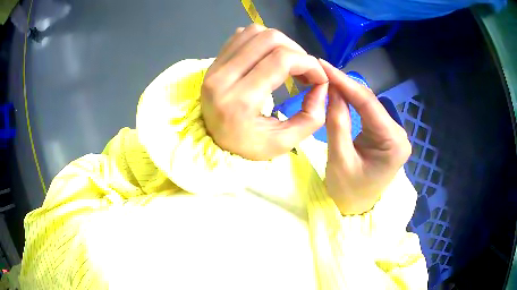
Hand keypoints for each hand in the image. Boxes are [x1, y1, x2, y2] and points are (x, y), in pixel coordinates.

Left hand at [201, 24, 328, 159]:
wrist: (212, 142)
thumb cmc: (247, 146)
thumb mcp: (284, 143)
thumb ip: (311, 116)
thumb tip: (322, 85)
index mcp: (240, 101)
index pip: (281, 60)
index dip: (308, 63)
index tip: (319, 77)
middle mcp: (223, 77)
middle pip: (269, 39)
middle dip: (297, 51)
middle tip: (305, 69)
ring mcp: (215, 66)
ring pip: (255, 32)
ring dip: (280, 42)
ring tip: (288, 62)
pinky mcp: (213, 62)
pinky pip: (241, 36)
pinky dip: (261, 40)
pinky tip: (268, 56)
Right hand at [320, 59, 410, 214]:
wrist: (356, 208)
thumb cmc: (347, 191)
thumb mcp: (339, 158)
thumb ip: (337, 122)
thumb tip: (332, 90)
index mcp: (394, 144)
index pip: (369, 104)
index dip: (346, 83)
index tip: (325, 66)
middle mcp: (399, 134)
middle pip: (371, 103)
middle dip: (346, 85)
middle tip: (322, 70)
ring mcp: (394, 133)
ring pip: (370, 105)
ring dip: (349, 91)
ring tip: (328, 78)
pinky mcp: (386, 134)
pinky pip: (369, 113)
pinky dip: (353, 102)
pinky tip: (340, 93)